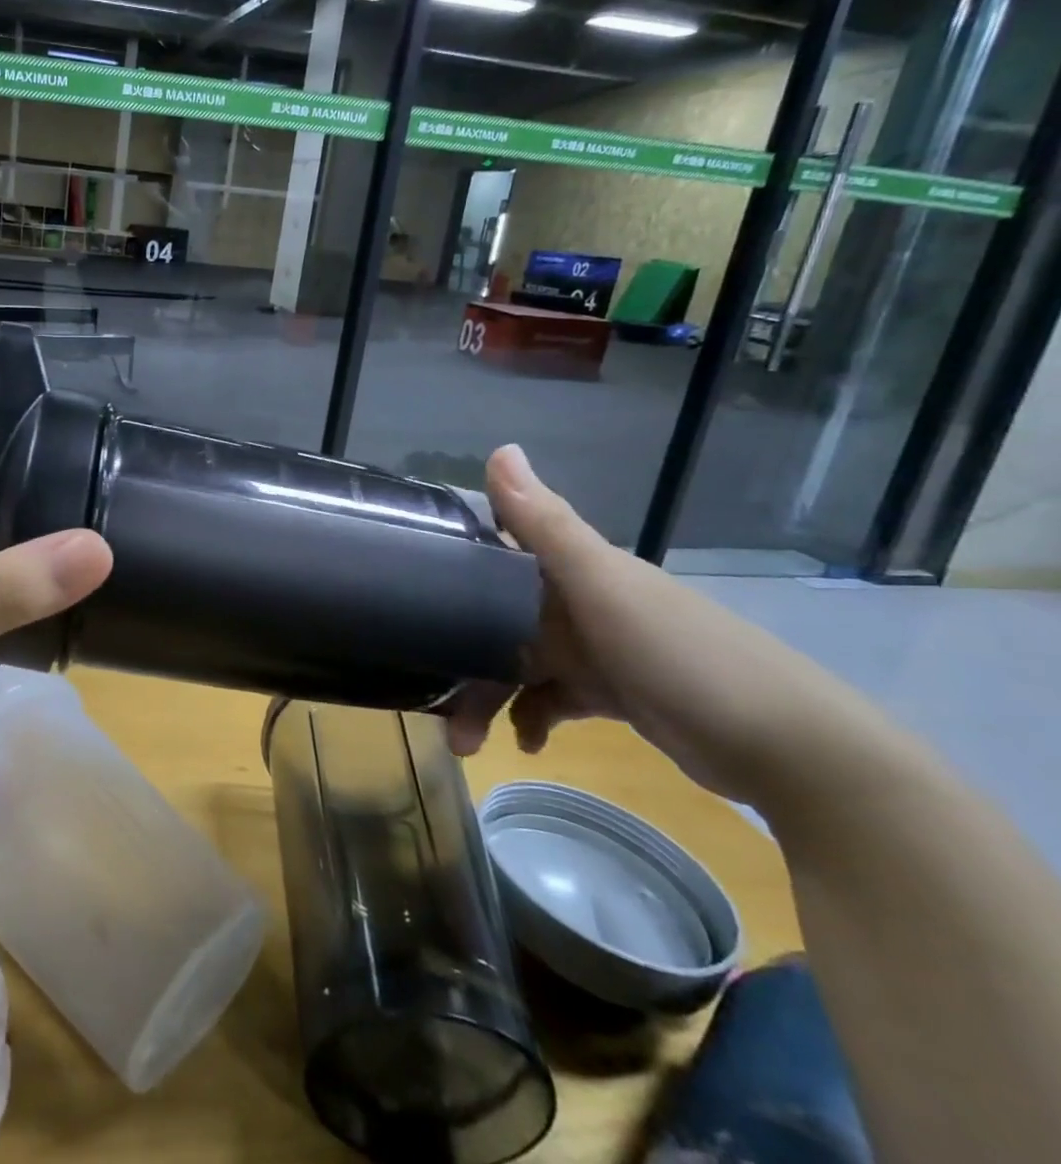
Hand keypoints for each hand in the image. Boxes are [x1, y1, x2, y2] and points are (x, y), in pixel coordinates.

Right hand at [444, 444, 868, 806]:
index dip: (452, 566)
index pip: (498, 552)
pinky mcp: (615, 694)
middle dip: (463, 656)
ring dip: (489, 698)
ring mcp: (599, 649)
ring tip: (468, 744)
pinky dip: (533, 717)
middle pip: (499, 619)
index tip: (406, 589)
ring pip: (519, 665)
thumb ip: (545, 524)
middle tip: (432, 699)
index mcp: (575, 568)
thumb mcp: (603, 586)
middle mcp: (581, 601)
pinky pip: (553, 699)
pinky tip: (527, 743)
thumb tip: (498, 447)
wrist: (790, 749)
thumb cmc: (682, 654)